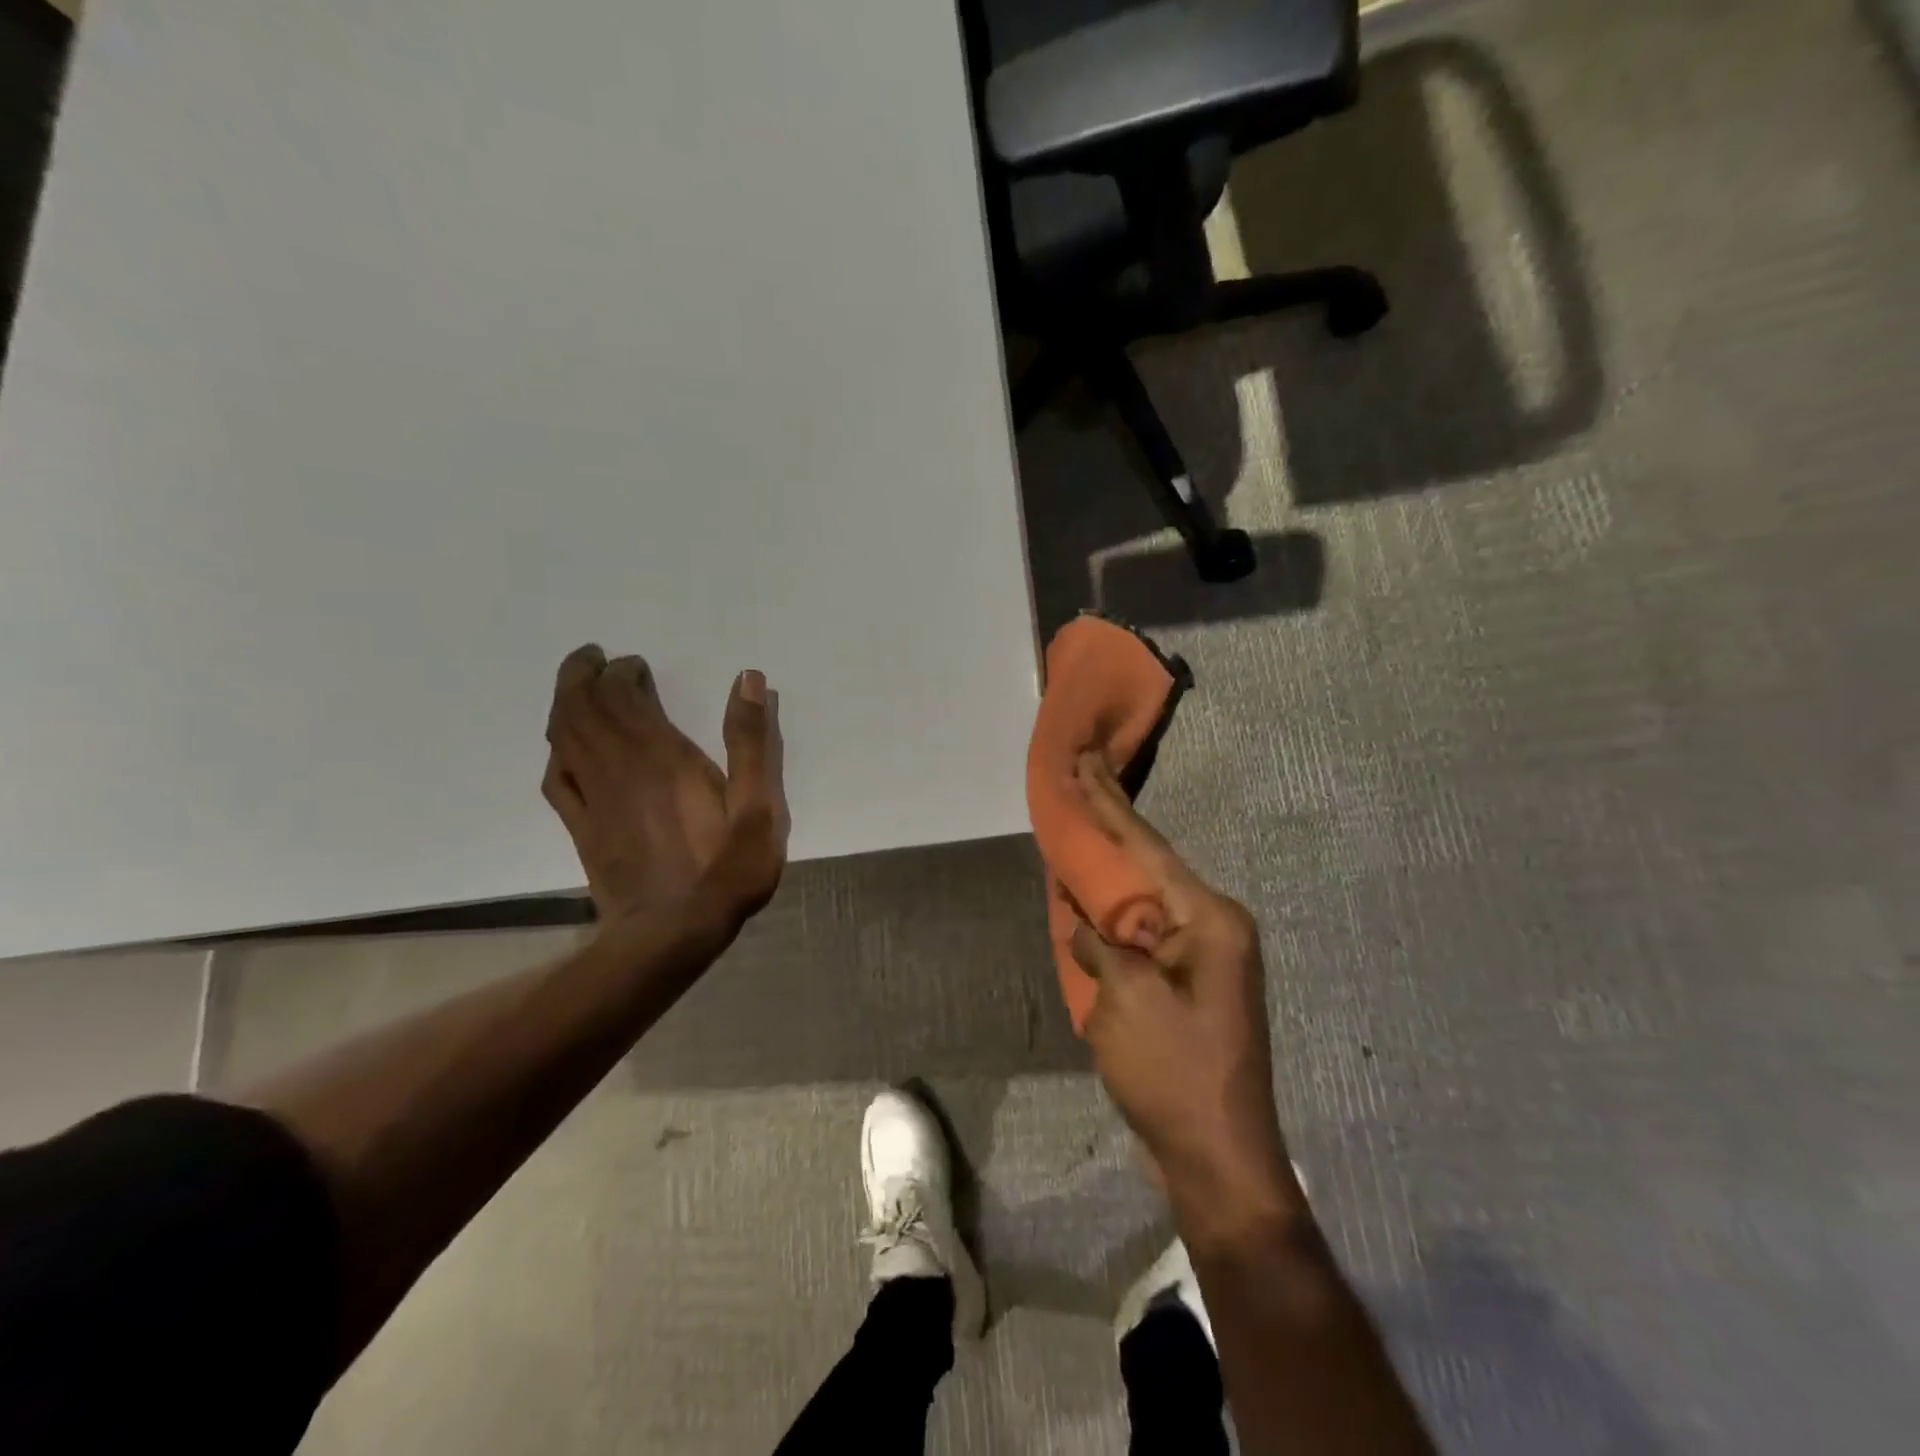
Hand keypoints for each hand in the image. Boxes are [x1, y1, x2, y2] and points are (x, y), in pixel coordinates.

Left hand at [542, 645, 788, 924]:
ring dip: (564, 703)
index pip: (622, 695)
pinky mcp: (582, 828)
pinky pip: (557, 779)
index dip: (622, 671)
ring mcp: (594, 799)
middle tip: (594, 657)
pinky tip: (564, 749)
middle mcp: (618, 767)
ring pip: (564, 737)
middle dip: (583, 675)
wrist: (672, 933)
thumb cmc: (724, 869)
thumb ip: (751, 742)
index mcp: (661, 756)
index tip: (636, 664)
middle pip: (582, 707)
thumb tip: (748, 680)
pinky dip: (556, 751)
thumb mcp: (759, 806)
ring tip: (576, 686)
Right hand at [1069, 754, 1300, 1245]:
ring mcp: (1204, 956)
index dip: (1109, 804)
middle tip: (1084, 772)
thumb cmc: (1174, 1072)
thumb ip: (1100, 946)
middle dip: (1112, 821)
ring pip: (1147, 896)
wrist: (1219, 1156)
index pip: (1147, 847)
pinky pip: (1146, 930)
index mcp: (1209, 919)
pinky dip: (1116, 911)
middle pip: (1150, 862)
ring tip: (1083, 823)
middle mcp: (1213, 926)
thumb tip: (1086, 923)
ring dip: (1112, 865)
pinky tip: (1093, 893)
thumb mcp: (1125, 1001)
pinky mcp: (1189, 982)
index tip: (1086, 762)